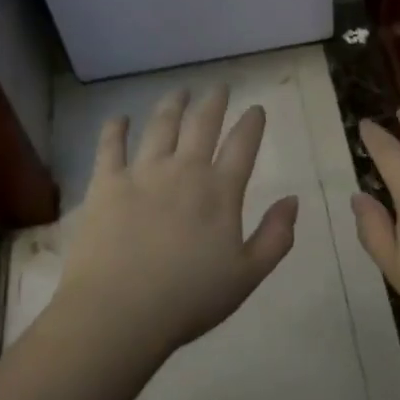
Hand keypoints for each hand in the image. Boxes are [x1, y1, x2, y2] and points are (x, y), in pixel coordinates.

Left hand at [55, 85, 298, 359]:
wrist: (119, 312)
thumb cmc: (188, 300)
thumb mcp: (246, 276)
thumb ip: (275, 236)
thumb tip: (293, 200)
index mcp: (219, 191)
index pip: (242, 145)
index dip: (252, 123)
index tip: (256, 108)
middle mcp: (183, 170)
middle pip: (202, 124)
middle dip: (214, 102)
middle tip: (219, 87)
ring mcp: (142, 172)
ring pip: (161, 125)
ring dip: (172, 105)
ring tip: (179, 92)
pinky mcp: (106, 182)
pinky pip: (110, 146)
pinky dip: (116, 129)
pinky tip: (119, 118)